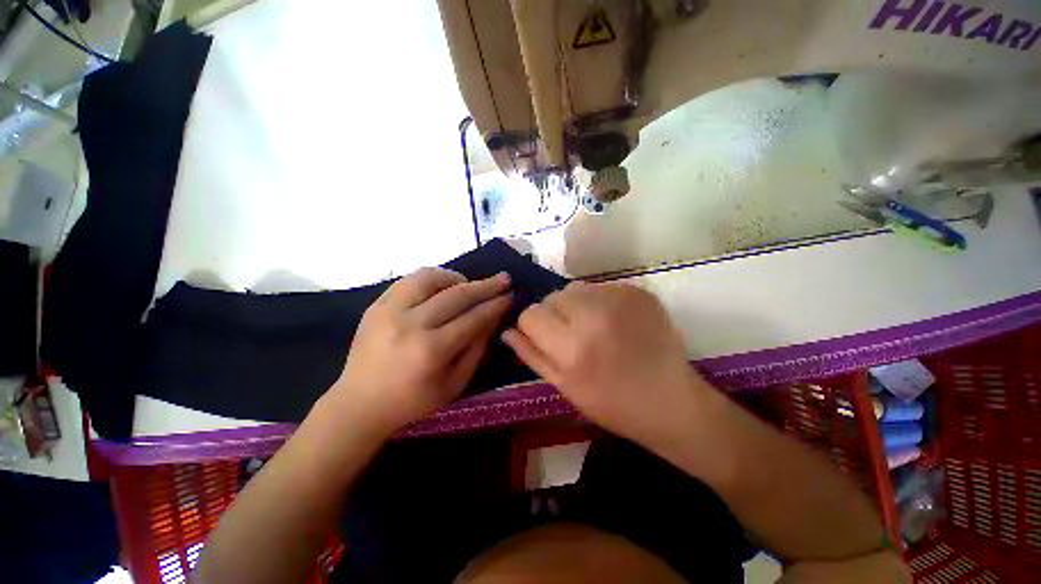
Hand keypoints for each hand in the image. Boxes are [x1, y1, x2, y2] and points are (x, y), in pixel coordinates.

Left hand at [331, 267, 511, 434]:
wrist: (358, 404)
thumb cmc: (412, 402)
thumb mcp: (454, 384)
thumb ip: (476, 349)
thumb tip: (492, 319)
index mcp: (431, 351)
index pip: (473, 318)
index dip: (495, 305)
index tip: (510, 295)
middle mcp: (410, 325)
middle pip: (456, 295)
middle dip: (485, 286)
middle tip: (503, 279)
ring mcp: (389, 311)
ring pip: (430, 278)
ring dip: (456, 277)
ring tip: (468, 283)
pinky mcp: (376, 305)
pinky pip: (409, 280)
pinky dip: (431, 278)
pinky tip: (442, 285)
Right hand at [502, 282, 707, 448]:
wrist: (669, 400)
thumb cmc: (611, 402)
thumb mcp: (564, 386)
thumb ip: (531, 355)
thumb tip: (507, 331)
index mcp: (571, 347)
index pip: (530, 314)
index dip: (533, 325)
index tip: (546, 336)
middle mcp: (592, 316)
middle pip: (552, 296)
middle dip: (554, 313)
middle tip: (572, 333)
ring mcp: (619, 299)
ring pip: (575, 288)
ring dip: (576, 304)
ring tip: (594, 326)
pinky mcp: (638, 292)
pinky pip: (602, 287)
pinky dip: (600, 301)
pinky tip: (615, 322)